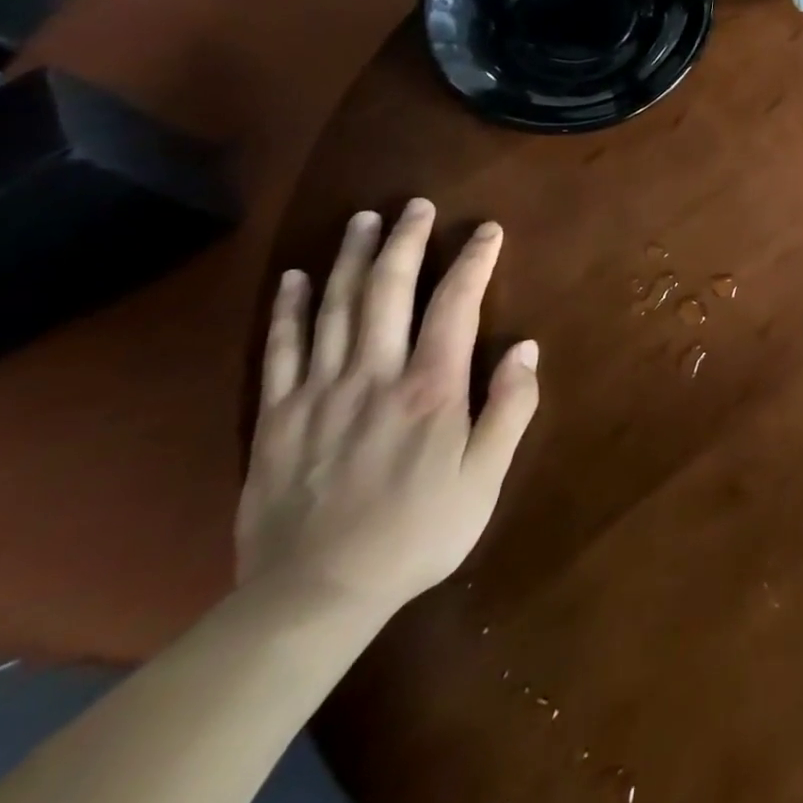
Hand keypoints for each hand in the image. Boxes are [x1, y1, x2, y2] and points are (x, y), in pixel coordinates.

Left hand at [236, 199, 539, 617]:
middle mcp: (374, 376)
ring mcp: (319, 392)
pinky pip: (281, 349)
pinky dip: (290, 308)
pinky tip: (297, 277)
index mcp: (430, 389)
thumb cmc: (417, 533)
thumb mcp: (485, 478)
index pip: (455, 305)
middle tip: (416, 205)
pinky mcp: (276, 417)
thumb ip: (510, 408)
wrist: (313, 596)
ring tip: (363, 220)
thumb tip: (527, 348)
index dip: (473, 262)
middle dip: (405, 242)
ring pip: (336, 308)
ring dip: (352, 258)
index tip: (487, 230)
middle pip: (388, 291)